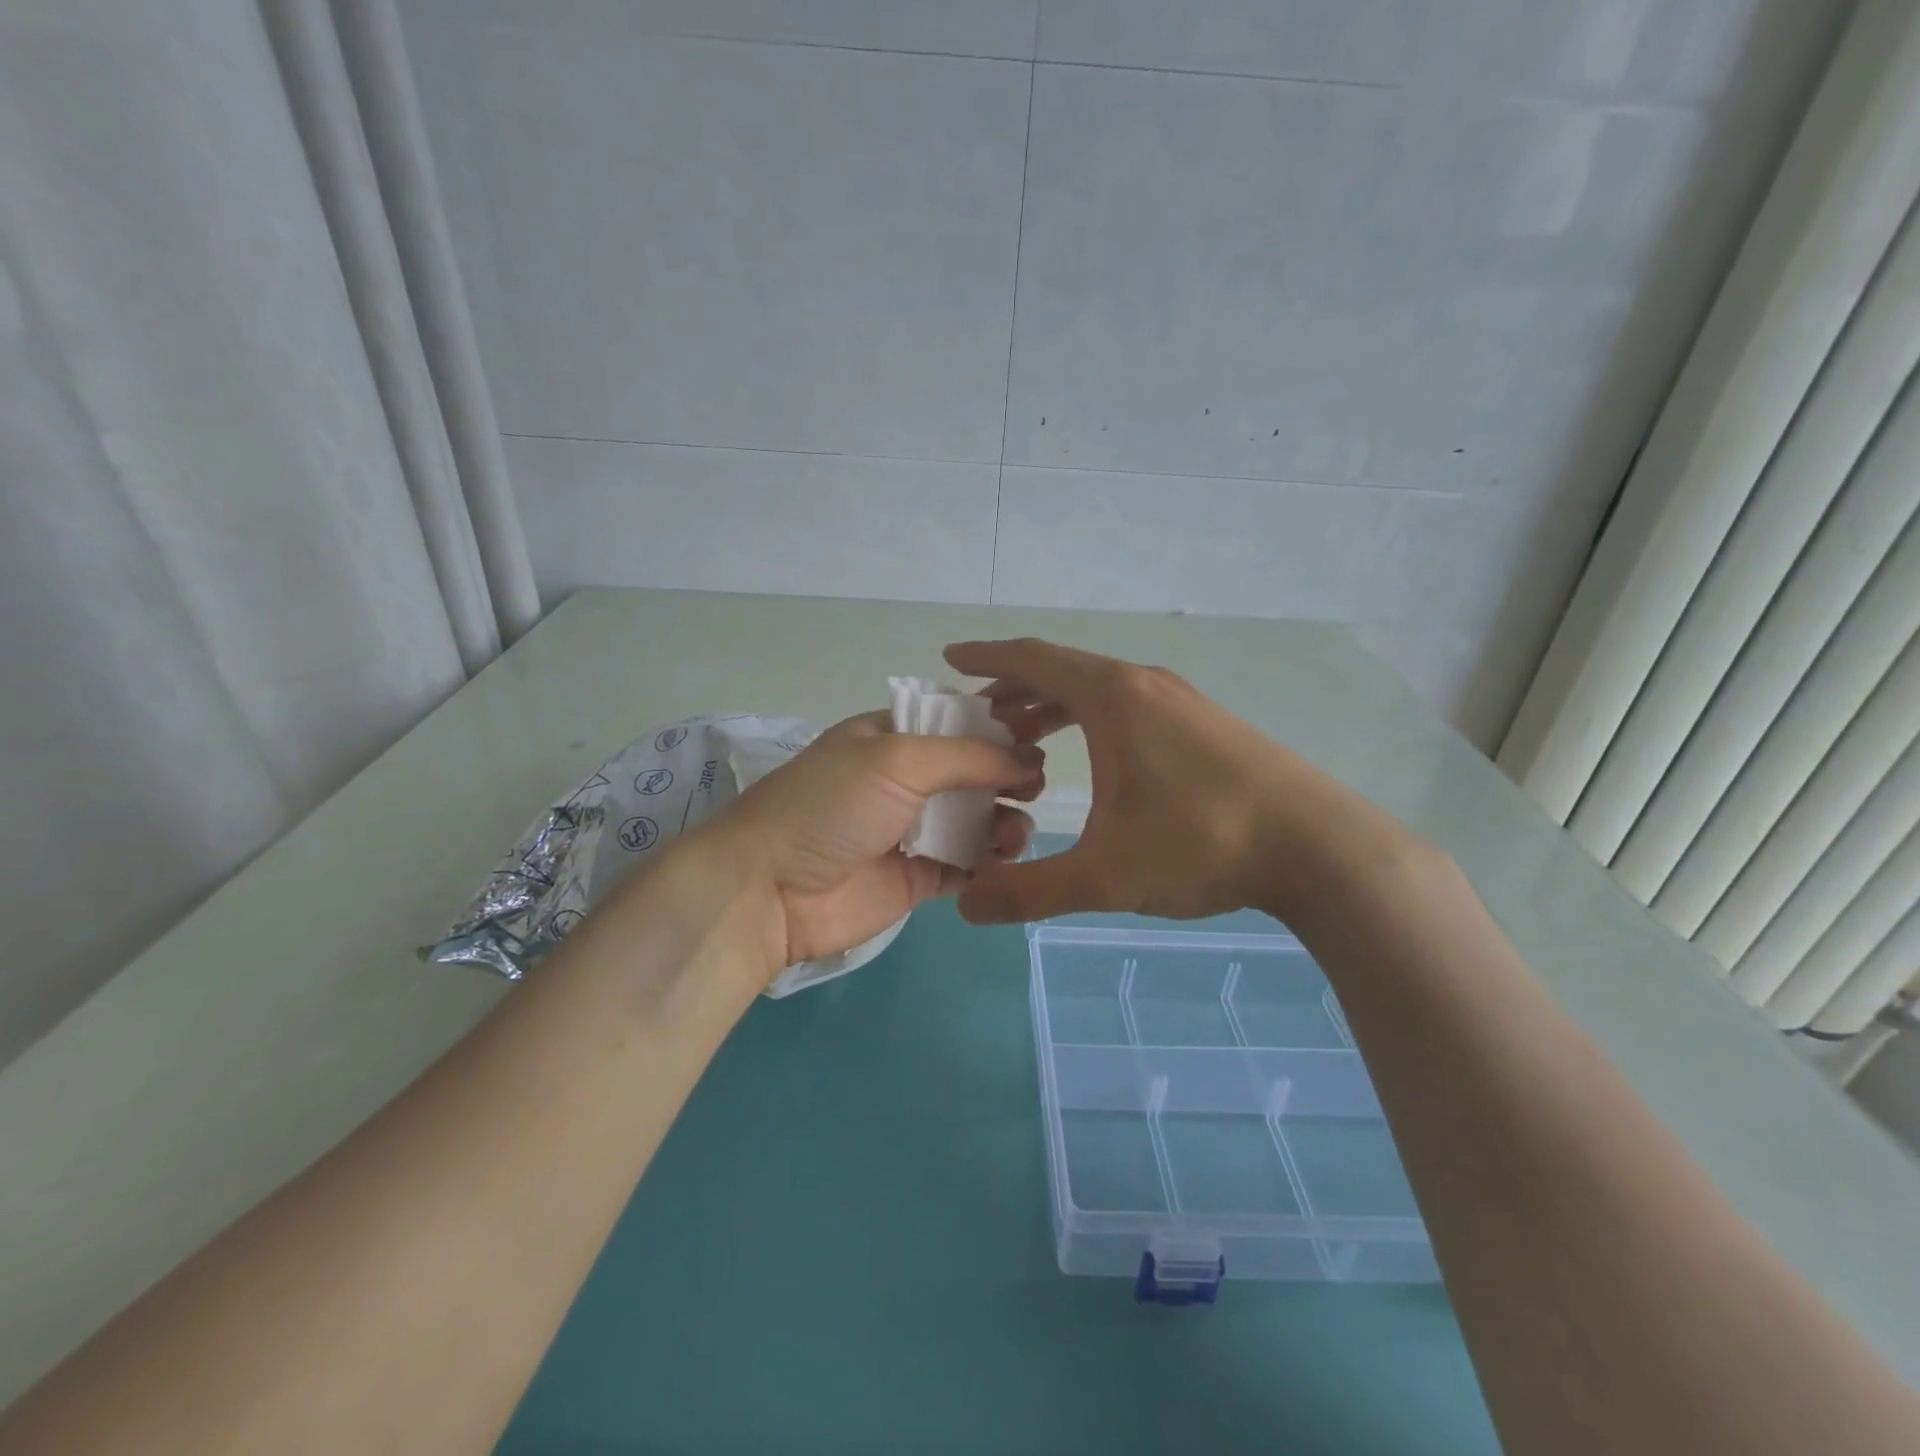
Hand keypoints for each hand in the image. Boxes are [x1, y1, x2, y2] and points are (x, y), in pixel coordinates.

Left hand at [699, 710, 1043, 976]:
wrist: (770, 890)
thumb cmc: (831, 806)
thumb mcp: (897, 759)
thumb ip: (968, 756)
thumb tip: (1030, 759)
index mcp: (892, 738)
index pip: (957, 726)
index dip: (999, 733)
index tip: (1040, 743)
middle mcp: (905, 781)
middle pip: (973, 774)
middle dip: (1008, 780)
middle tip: (1033, 792)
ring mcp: (912, 831)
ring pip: (977, 821)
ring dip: (1005, 823)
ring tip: (1015, 835)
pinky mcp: (918, 878)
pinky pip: (967, 866)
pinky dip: (991, 864)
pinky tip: (1006, 863)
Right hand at [943, 638, 1408, 924]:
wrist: (1318, 846)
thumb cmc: (1202, 844)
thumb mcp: (1105, 876)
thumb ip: (1030, 891)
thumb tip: (967, 907)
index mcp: (1113, 697)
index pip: (1032, 660)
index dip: (985, 657)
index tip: (949, 659)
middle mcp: (1144, 684)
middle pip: (1062, 670)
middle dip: (1013, 688)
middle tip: (977, 715)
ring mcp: (1179, 699)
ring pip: (1097, 688)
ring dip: (1052, 705)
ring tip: (1021, 736)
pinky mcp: (1203, 722)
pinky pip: (1127, 703)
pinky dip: (1090, 716)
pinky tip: (1091, 755)